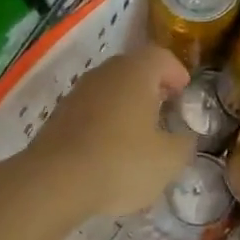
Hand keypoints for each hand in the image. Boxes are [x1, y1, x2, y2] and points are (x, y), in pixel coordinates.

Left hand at [25, 45, 193, 218]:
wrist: (54, 182)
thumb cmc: (121, 162)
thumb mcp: (168, 160)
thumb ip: (184, 143)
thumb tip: (185, 137)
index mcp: (136, 72)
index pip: (161, 57)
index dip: (176, 73)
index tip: (184, 94)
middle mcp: (106, 72)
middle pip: (134, 69)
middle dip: (152, 88)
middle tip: (165, 111)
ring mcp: (79, 91)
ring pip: (111, 89)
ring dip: (126, 105)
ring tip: (138, 135)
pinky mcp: (59, 114)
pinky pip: (91, 109)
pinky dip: (104, 121)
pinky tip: (109, 151)